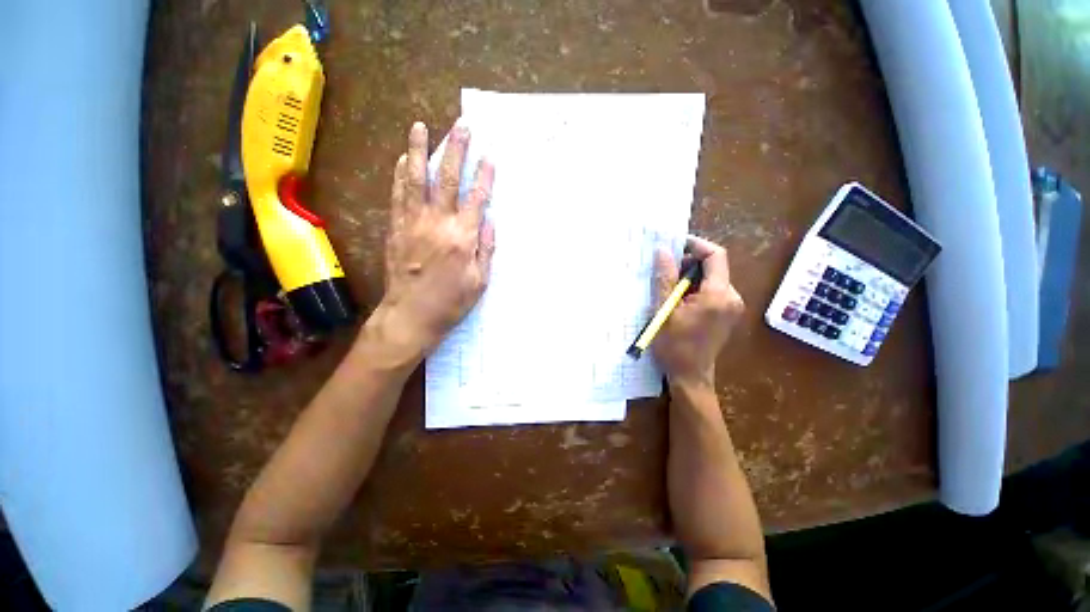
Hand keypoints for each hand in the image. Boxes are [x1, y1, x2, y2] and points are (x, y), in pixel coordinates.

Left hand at [368, 121, 494, 359]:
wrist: (411, 315)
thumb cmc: (451, 302)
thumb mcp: (480, 281)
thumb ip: (486, 248)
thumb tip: (490, 220)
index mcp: (463, 238)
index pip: (477, 199)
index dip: (484, 176)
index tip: (489, 156)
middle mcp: (438, 223)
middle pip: (448, 180)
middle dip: (456, 151)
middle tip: (461, 127)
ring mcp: (413, 223)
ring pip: (417, 179)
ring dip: (420, 151)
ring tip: (421, 127)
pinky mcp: (396, 228)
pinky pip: (398, 195)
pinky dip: (400, 174)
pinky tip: (403, 159)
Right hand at [652, 236, 743, 386]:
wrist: (690, 377)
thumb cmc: (675, 346)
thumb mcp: (664, 311)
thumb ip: (665, 279)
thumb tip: (662, 251)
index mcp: (719, 295)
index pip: (715, 256)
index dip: (696, 245)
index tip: (673, 244)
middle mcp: (732, 297)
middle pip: (713, 267)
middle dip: (688, 263)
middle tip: (664, 269)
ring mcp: (731, 306)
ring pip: (711, 279)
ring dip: (689, 277)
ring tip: (667, 286)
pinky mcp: (725, 313)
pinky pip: (711, 291)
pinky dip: (694, 288)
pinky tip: (677, 299)